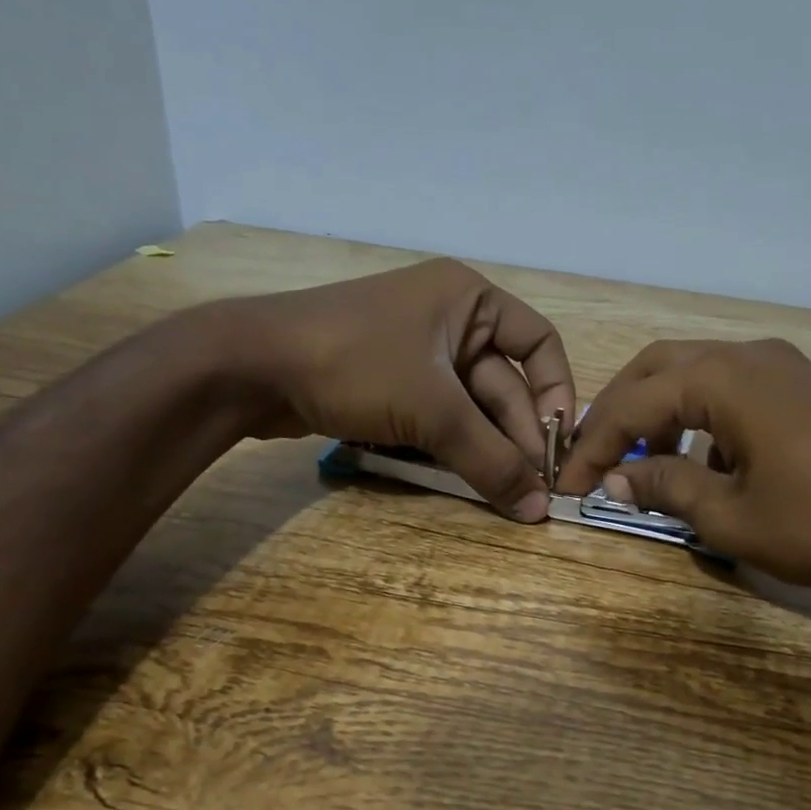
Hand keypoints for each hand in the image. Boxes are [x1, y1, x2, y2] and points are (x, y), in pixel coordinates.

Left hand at [224, 258, 575, 520]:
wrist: (252, 366)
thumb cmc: (356, 363)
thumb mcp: (433, 410)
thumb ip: (491, 459)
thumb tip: (539, 510)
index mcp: (470, 300)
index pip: (539, 344)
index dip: (556, 394)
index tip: (558, 446)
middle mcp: (451, 320)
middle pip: (504, 384)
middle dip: (517, 436)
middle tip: (532, 490)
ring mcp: (418, 353)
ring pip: (471, 407)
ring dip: (487, 448)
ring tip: (506, 494)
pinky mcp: (393, 384)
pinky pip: (440, 417)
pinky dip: (454, 447)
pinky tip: (468, 480)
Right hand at [556, 338, 810, 616]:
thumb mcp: (728, 515)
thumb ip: (664, 486)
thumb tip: (614, 481)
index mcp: (726, 378)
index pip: (635, 402)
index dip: (594, 444)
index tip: (568, 484)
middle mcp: (750, 355)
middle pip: (658, 369)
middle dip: (618, 413)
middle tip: (594, 460)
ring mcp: (781, 367)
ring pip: (694, 374)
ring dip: (657, 413)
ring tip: (641, 465)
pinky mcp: (800, 388)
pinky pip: (730, 389)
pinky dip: (698, 417)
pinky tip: (699, 462)